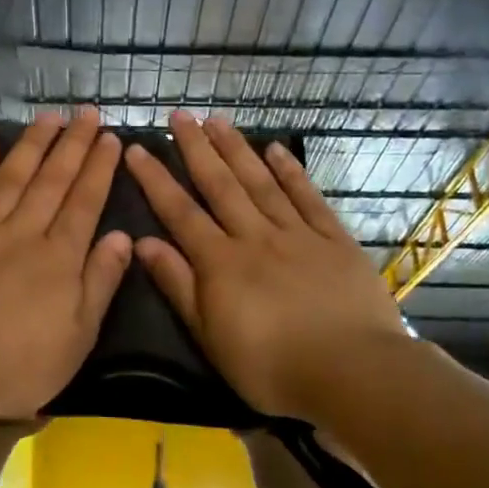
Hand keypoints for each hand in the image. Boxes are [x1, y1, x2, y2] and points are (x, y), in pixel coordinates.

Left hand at [0, 110, 131, 422]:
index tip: (109, 137)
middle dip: (72, 144)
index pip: (85, 202)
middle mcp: (23, 234)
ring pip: (11, 179)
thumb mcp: (76, 338)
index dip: (98, 168)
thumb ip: (100, 283)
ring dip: (31, 146)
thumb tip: (121, 237)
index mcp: (59, 258)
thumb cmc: (16, 366)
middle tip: (85, 112)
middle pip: (52, 181)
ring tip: (48, 118)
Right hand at [126, 112, 410, 421]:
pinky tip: (276, 149)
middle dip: (196, 149)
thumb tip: (143, 243)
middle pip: (220, 185)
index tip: (137, 149)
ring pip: (260, 182)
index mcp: (220, 262)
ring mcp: (297, 234)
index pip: (180, 212)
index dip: (156, 180)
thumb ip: (178, 285)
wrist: (351, 371)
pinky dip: (290, 172)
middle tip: (179, 116)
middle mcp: (254, 236)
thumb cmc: (270, 366)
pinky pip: (307, 197)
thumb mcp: (210, 335)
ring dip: (237, 149)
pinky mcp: (334, 240)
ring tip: (217, 120)